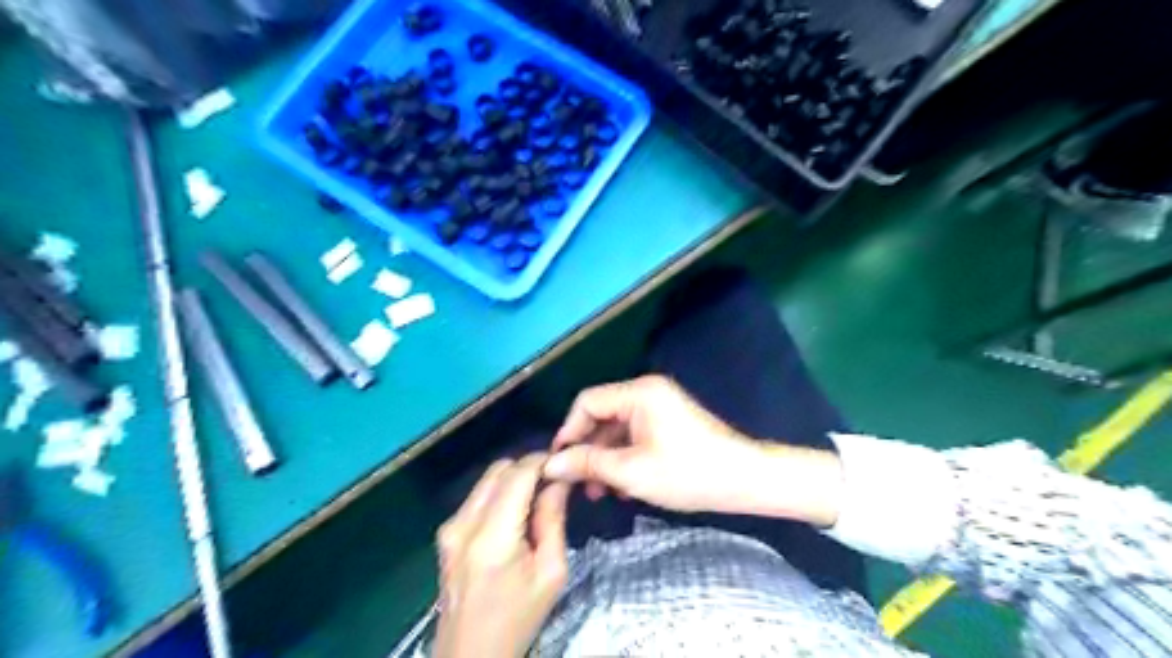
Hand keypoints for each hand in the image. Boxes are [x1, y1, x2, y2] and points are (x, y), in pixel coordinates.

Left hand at [434, 453, 572, 657]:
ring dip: (514, 480)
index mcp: (492, 537)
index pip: (518, 474)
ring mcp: (449, 527)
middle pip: (499, 470)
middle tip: (552, 483)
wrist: (470, 654)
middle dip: (528, 468)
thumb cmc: (518, 618)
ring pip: (487, 479)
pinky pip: (477, 496)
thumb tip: (559, 480)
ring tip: (536, 500)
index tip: (564, 465)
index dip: (542, 461)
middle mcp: (464, 524)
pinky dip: (500, 494)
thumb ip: (553, 520)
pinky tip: (515, 516)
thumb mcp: (551, 573)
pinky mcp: (445, 533)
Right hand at [546, 375, 846, 524]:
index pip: (587, 402)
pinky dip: (623, 457)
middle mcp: (646, 392)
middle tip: (578, 483)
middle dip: (587, 449)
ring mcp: (659, 407)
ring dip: (604, 458)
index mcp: (638, 393)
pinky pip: (634, 435)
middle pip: (601, 414)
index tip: (559, 463)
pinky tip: (621, 487)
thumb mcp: (632, 471)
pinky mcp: (668, 422)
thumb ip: (588, 463)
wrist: (744, 480)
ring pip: (617, 428)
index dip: (568, 431)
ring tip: (598, 492)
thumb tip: (551, 464)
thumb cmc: (688, 472)